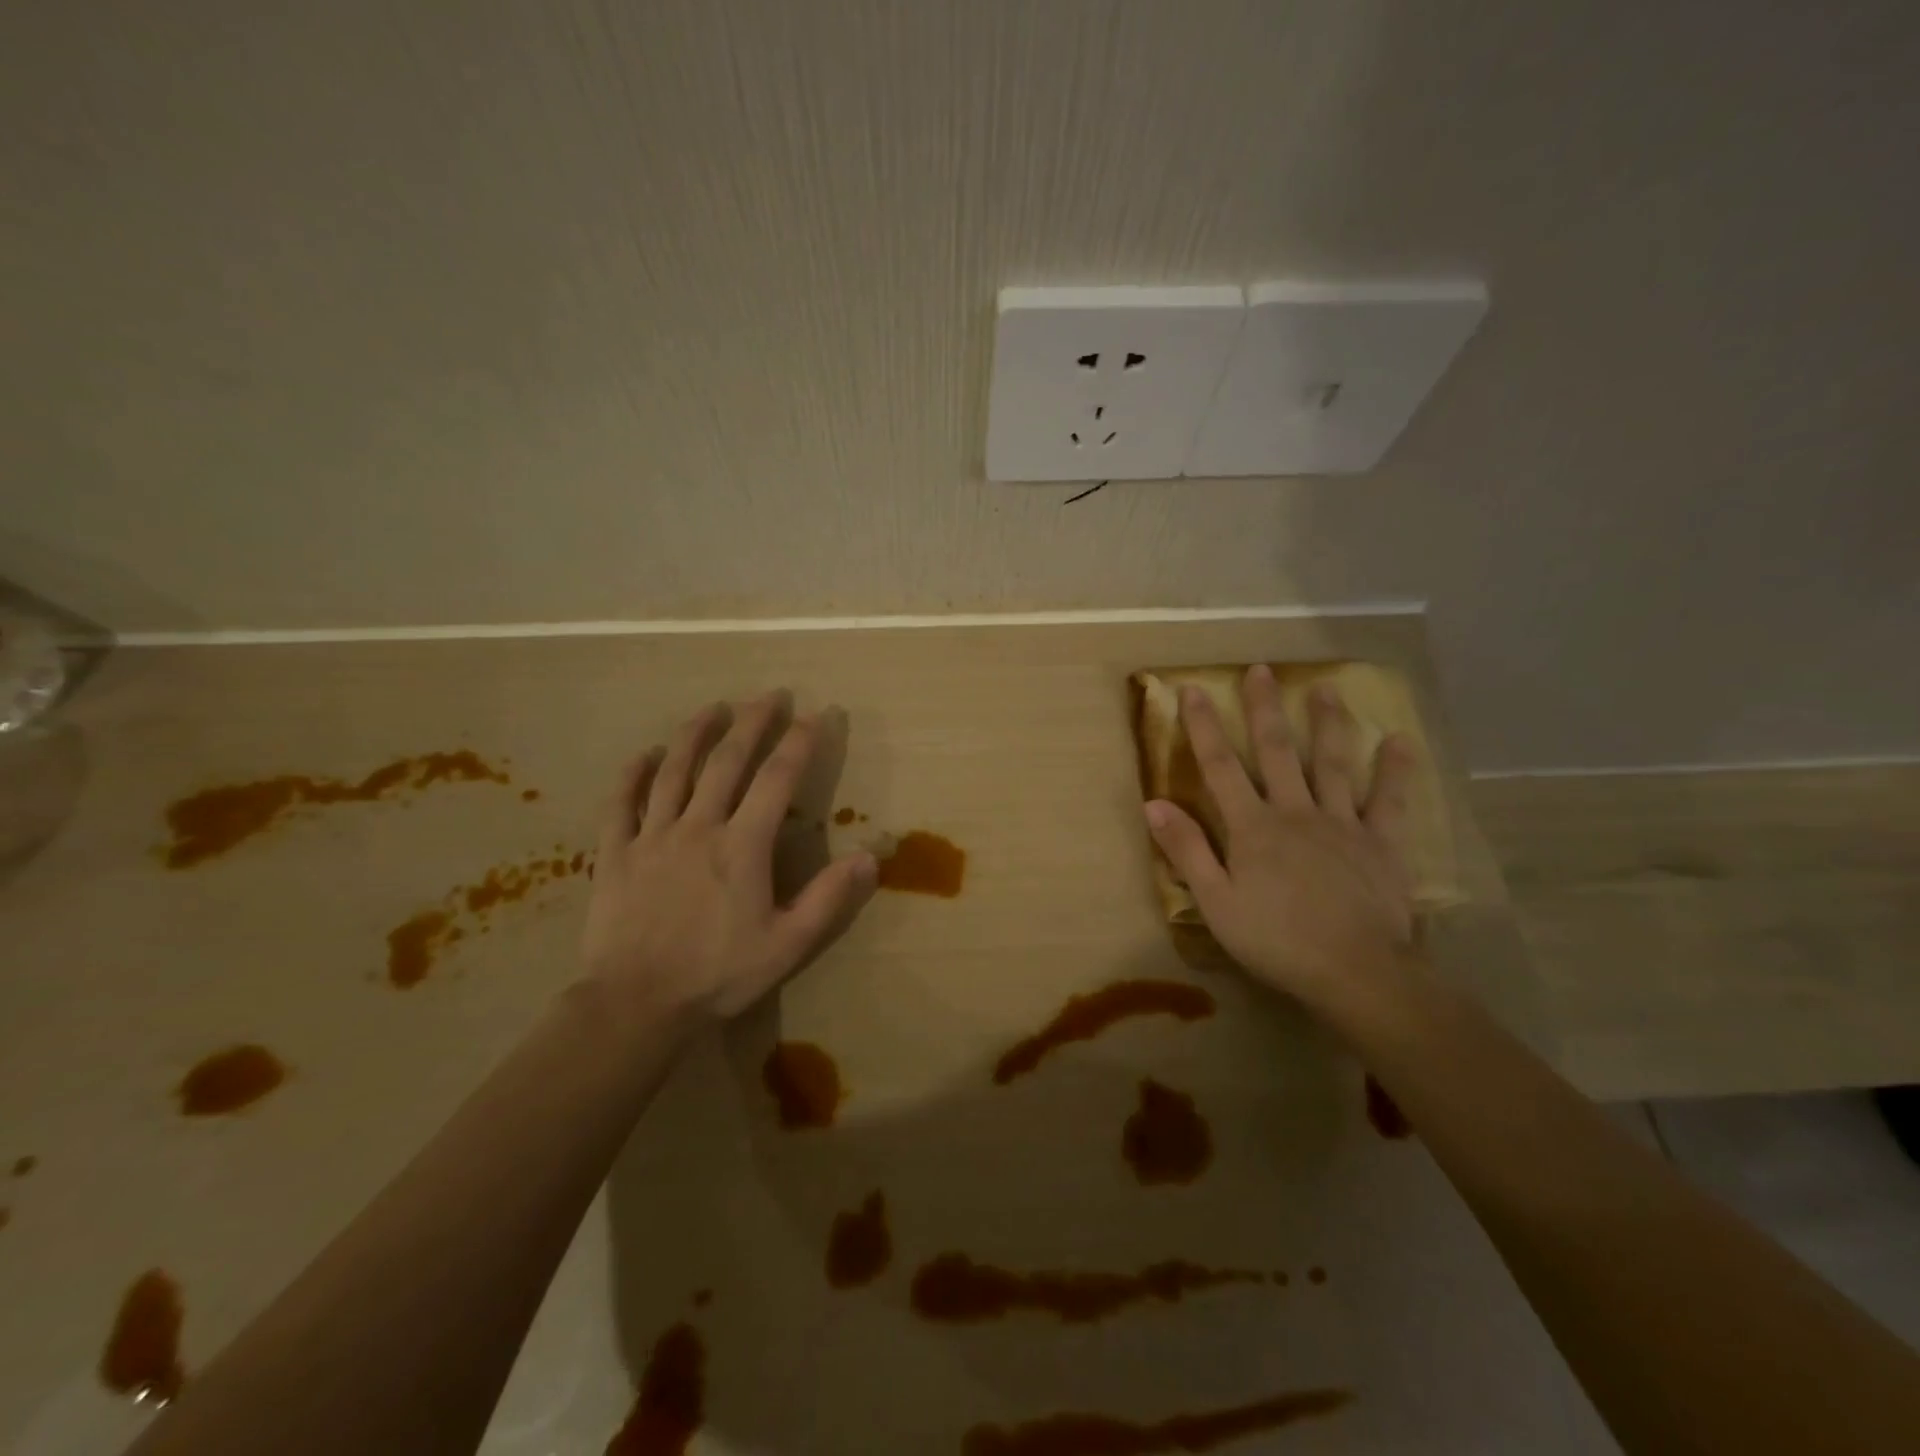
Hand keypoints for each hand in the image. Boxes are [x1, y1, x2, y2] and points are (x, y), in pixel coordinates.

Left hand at [582, 692, 877, 1030]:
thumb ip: (829, 898)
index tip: (817, 715)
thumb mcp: (788, 944)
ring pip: (673, 770)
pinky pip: (620, 803)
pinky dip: (631, 774)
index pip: (777, 779)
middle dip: (752, 722)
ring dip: (695, 734)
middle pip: (726, 760)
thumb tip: (871, 857)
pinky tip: (643, 754)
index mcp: (742, 846)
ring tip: (712, 707)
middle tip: (770, 694)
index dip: (800, 743)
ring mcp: (651, 836)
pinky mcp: (615, 853)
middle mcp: (698, 827)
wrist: (636, 1005)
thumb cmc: (718, 975)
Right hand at [1143, 665, 1416, 1005]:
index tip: (1193, 691)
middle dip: (1265, 709)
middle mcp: (1295, 812)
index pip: (1220, 767)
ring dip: (1328, 723)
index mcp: (1252, 827)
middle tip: (1262, 670)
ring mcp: (1342, 824)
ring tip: (1326, 688)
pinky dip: (1396, 770)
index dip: (1204, 727)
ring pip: (1334, 764)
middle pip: (1277, 751)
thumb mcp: (1215, 901)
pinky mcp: (1381, 843)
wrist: (1354, 971)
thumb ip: (1187, 850)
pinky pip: (1390, 800)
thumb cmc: (1275, 940)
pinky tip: (1400, 740)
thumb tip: (1154, 804)